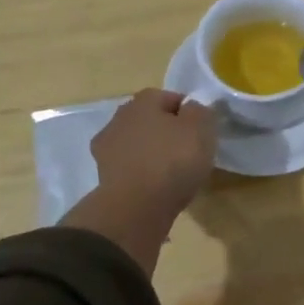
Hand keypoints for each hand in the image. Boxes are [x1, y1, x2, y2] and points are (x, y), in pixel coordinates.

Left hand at [90, 89, 216, 216]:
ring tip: (173, 173)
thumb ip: (200, 111)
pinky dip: (141, 172)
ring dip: (152, 152)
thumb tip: (192, 107)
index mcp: (143, 101)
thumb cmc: (173, 161)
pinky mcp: (103, 174)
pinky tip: (155, 186)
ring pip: (137, 143)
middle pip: (150, 119)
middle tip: (188, 151)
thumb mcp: (201, 129)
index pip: (170, 97)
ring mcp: (106, 147)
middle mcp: (120, 117)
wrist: (136, 207)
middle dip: (167, 131)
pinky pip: (129, 166)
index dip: (188, 112)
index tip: (201, 131)